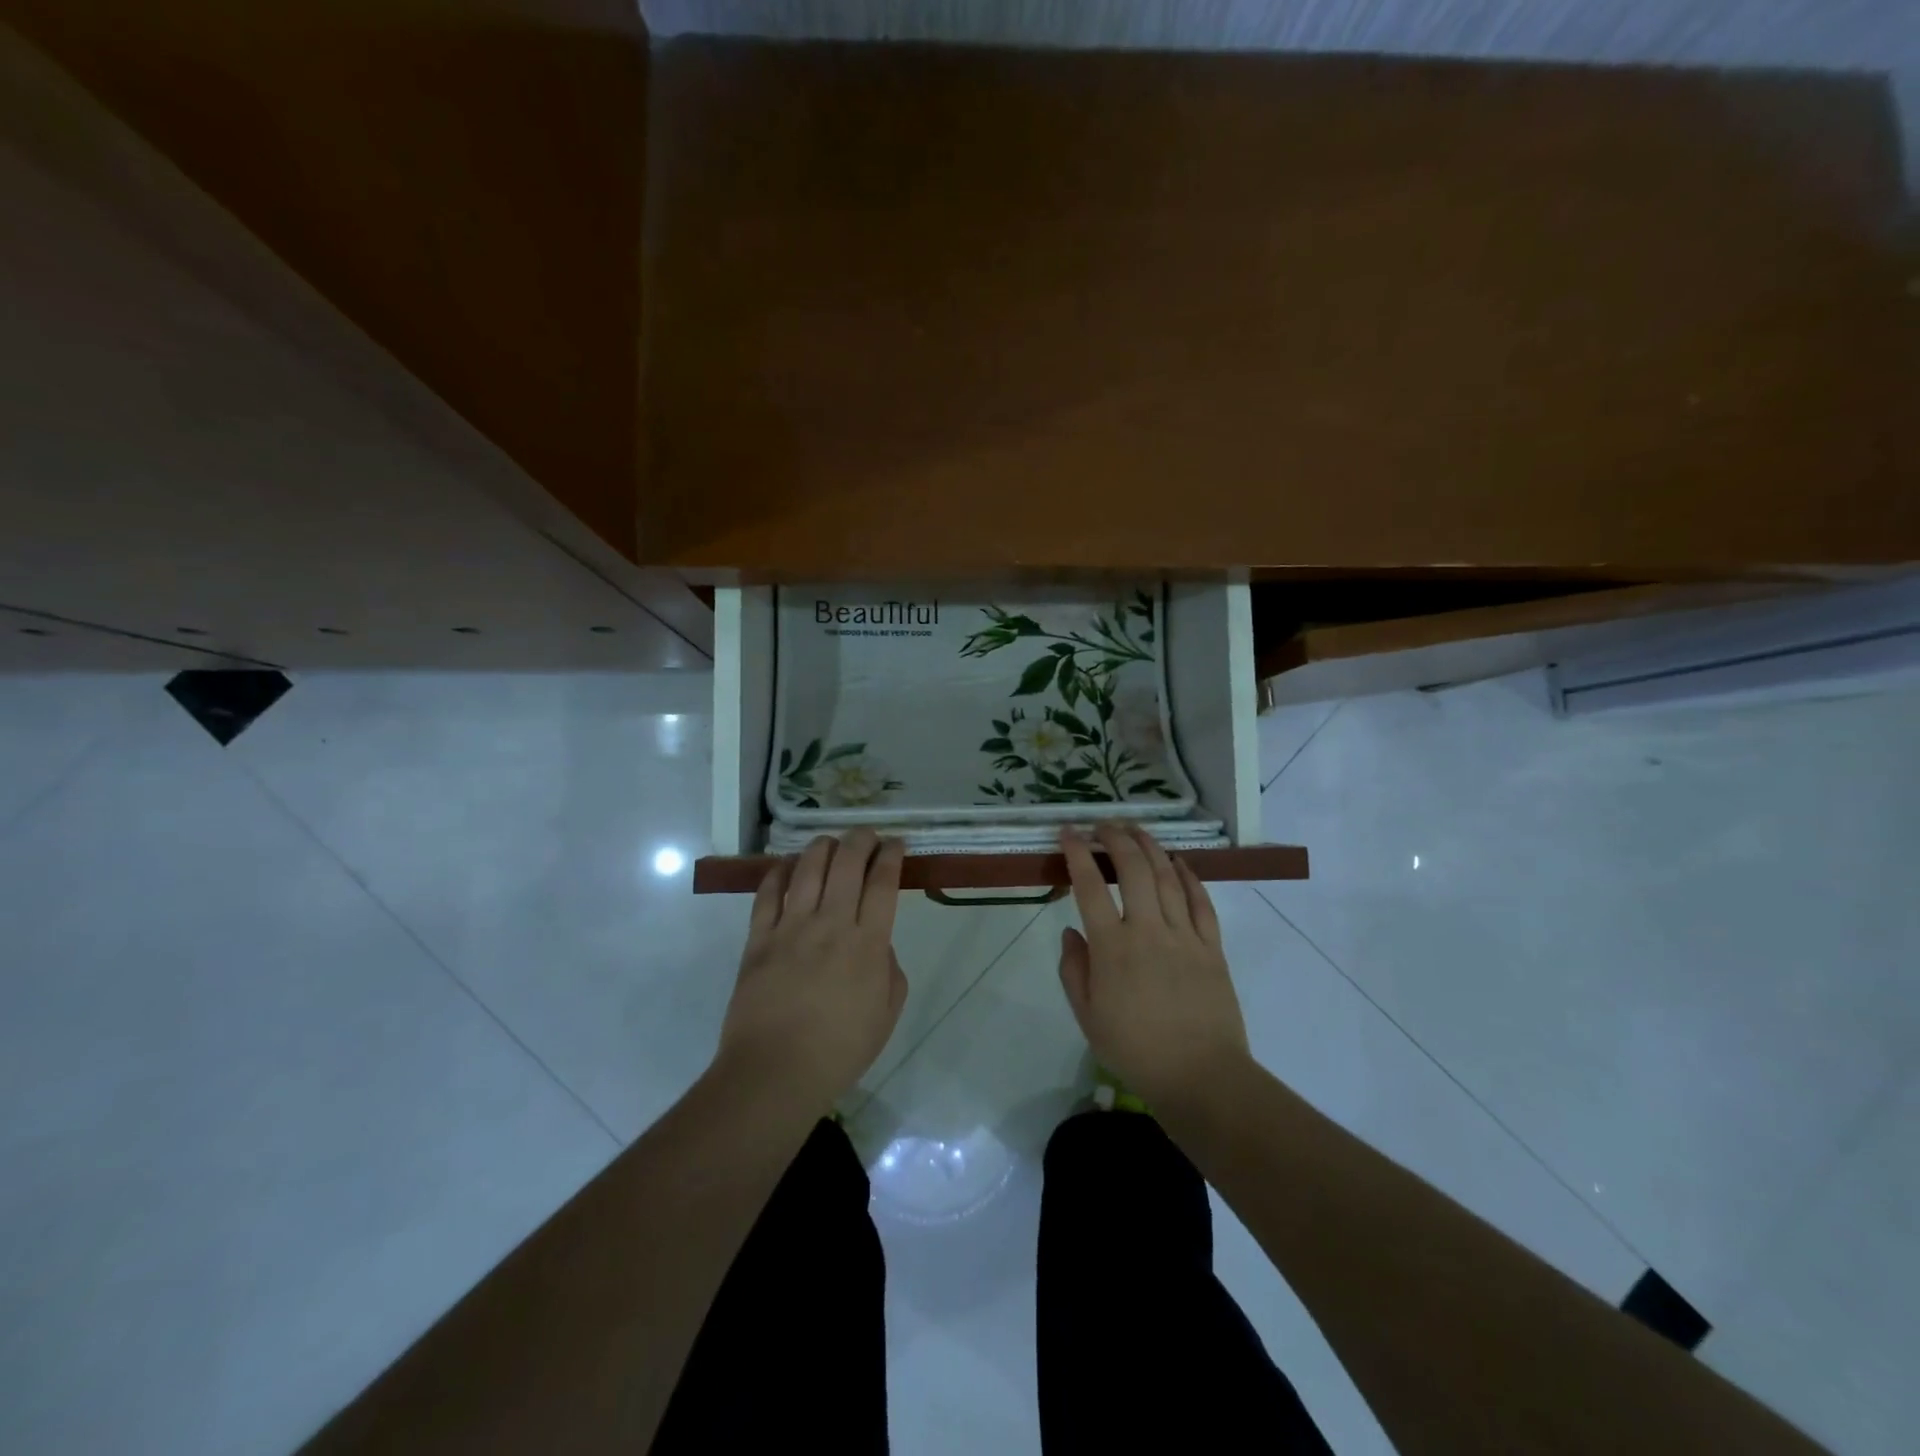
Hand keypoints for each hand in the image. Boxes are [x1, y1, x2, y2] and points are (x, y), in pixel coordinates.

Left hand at [716, 829, 908, 1115]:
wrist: (774, 1073)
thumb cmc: (839, 1050)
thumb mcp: (887, 1014)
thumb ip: (889, 969)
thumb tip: (876, 943)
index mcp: (868, 943)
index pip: (883, 883)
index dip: (891, 856)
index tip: (896, 843)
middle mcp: (831, 924)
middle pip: (847, 863)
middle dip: (861, 840)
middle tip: (867, 835)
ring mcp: (791, 928)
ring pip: (808, 868)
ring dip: (822, 847)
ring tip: (830, 843)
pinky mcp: (758, 938)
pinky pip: (768, 893)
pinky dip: (779, 872)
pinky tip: (787, 866)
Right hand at [1057, 823, 1250, 1109]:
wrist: (1201, 1077)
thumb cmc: (1136, 1050)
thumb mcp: (1087, 1017)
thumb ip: (1074, 970)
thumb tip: (1071, 931)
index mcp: (1112, 948)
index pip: (1089, 887)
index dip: (1077, 853)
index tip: (1068, 832)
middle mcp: (1147, 930)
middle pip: (1133, 869)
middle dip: (1116, 838)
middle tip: (1103, 824)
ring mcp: (1184, 935)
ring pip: (1167, 876)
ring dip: (1150, 847)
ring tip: (1136, 829)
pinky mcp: (1212, 946)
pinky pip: (1200, 902)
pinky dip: (1189, 876)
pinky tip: (1179, 862)